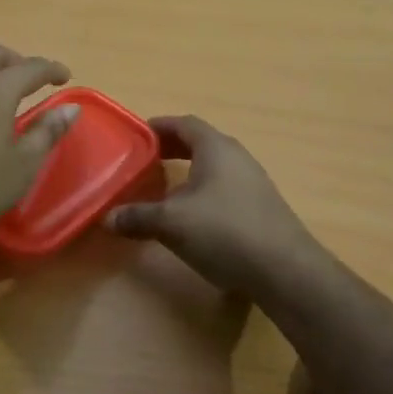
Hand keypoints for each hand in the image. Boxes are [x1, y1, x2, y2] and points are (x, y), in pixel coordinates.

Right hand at [106, 115, 325, 297]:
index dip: (158, 127)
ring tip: (164, 190)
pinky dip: (204, 192)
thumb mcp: (172, 223)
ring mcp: (253, 182)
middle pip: (200, 143)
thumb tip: (107, 218)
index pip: (184, 123)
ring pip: (214, 167)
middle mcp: (237, 156)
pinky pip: (225, 188)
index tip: (136, 137)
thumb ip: (138, 217)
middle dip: (171, 149)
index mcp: (216, 147)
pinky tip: (193, 217)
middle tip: (145, 162)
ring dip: (189, 173)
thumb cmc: (224, 231)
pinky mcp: (261, 207)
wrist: (285, 270)